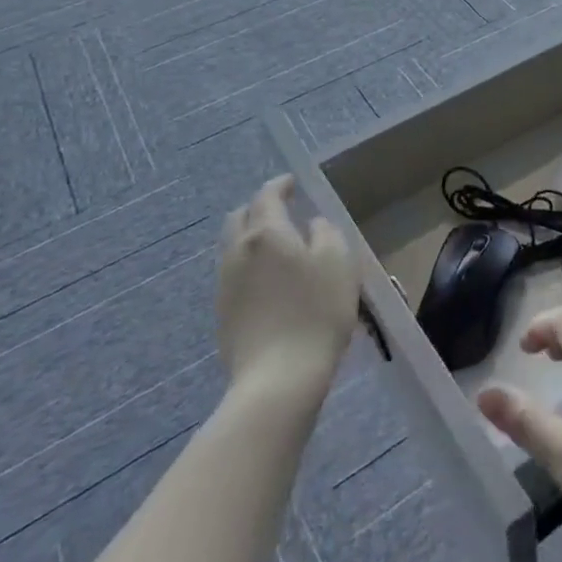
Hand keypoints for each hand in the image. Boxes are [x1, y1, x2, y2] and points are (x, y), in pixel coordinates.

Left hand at [215, 176, 357, 396]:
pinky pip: (233, 274)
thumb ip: (326, 233)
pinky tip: (269, 281)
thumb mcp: (339, 262)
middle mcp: (238, 251)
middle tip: (282, 211)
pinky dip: (249, 265)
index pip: (267, 196)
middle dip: (259, 208)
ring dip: (251, 237)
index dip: (280, 185)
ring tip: (276, 247)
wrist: (279, 378)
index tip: (293, 183)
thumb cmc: (317, 312)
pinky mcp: (222, 313)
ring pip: (233, 246)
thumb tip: (311, 225)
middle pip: (240, 217)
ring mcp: (225, 283)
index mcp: (266, 233)